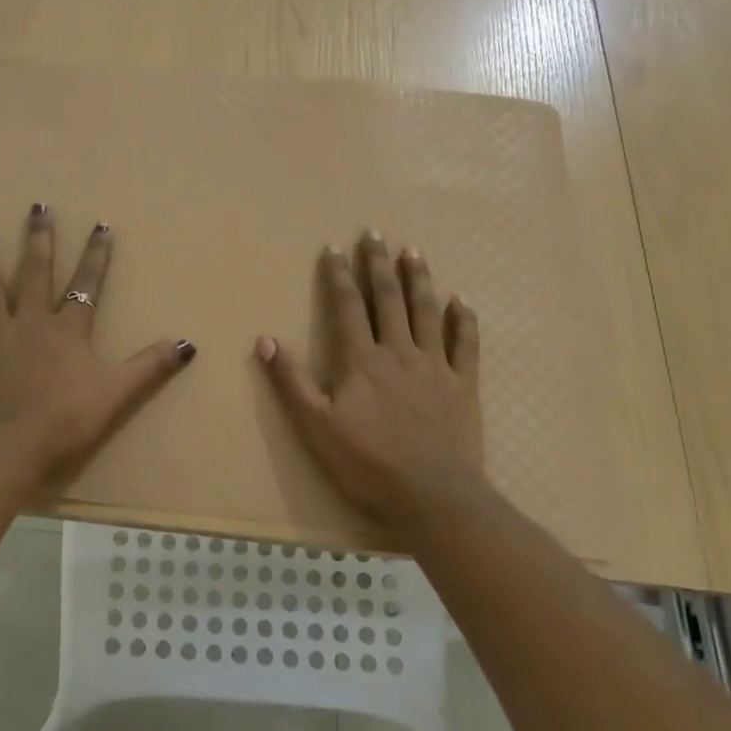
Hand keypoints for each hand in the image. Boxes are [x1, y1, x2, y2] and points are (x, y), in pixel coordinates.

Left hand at [0, 205, 194, 489]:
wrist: (6, 448)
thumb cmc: (64, 422)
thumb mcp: (116, 395)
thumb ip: (150, 367)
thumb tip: (188, 343)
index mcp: (66, 331)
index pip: (86, 285)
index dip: (96, 256)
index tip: (101, 224)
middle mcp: (29, 323)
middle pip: (34, 274)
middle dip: (38, 240)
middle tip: (37, 207)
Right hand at [257, 231, 489, 533]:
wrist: (433, 497)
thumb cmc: (367, 464)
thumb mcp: (315, 426)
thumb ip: (291, 381)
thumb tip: (265, 340)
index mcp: (361, 360)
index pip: (347, 305)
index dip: (338, 274)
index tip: (334, 247)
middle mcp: (399, 352)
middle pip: (388, 298)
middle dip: (379, 264)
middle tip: (375, 233)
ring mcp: (435, 366)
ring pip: (427, 311)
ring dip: (419, 278)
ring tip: (414, 251)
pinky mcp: (463, 385)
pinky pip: (465, 344)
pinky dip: (463, 320)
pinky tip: (460, 301)